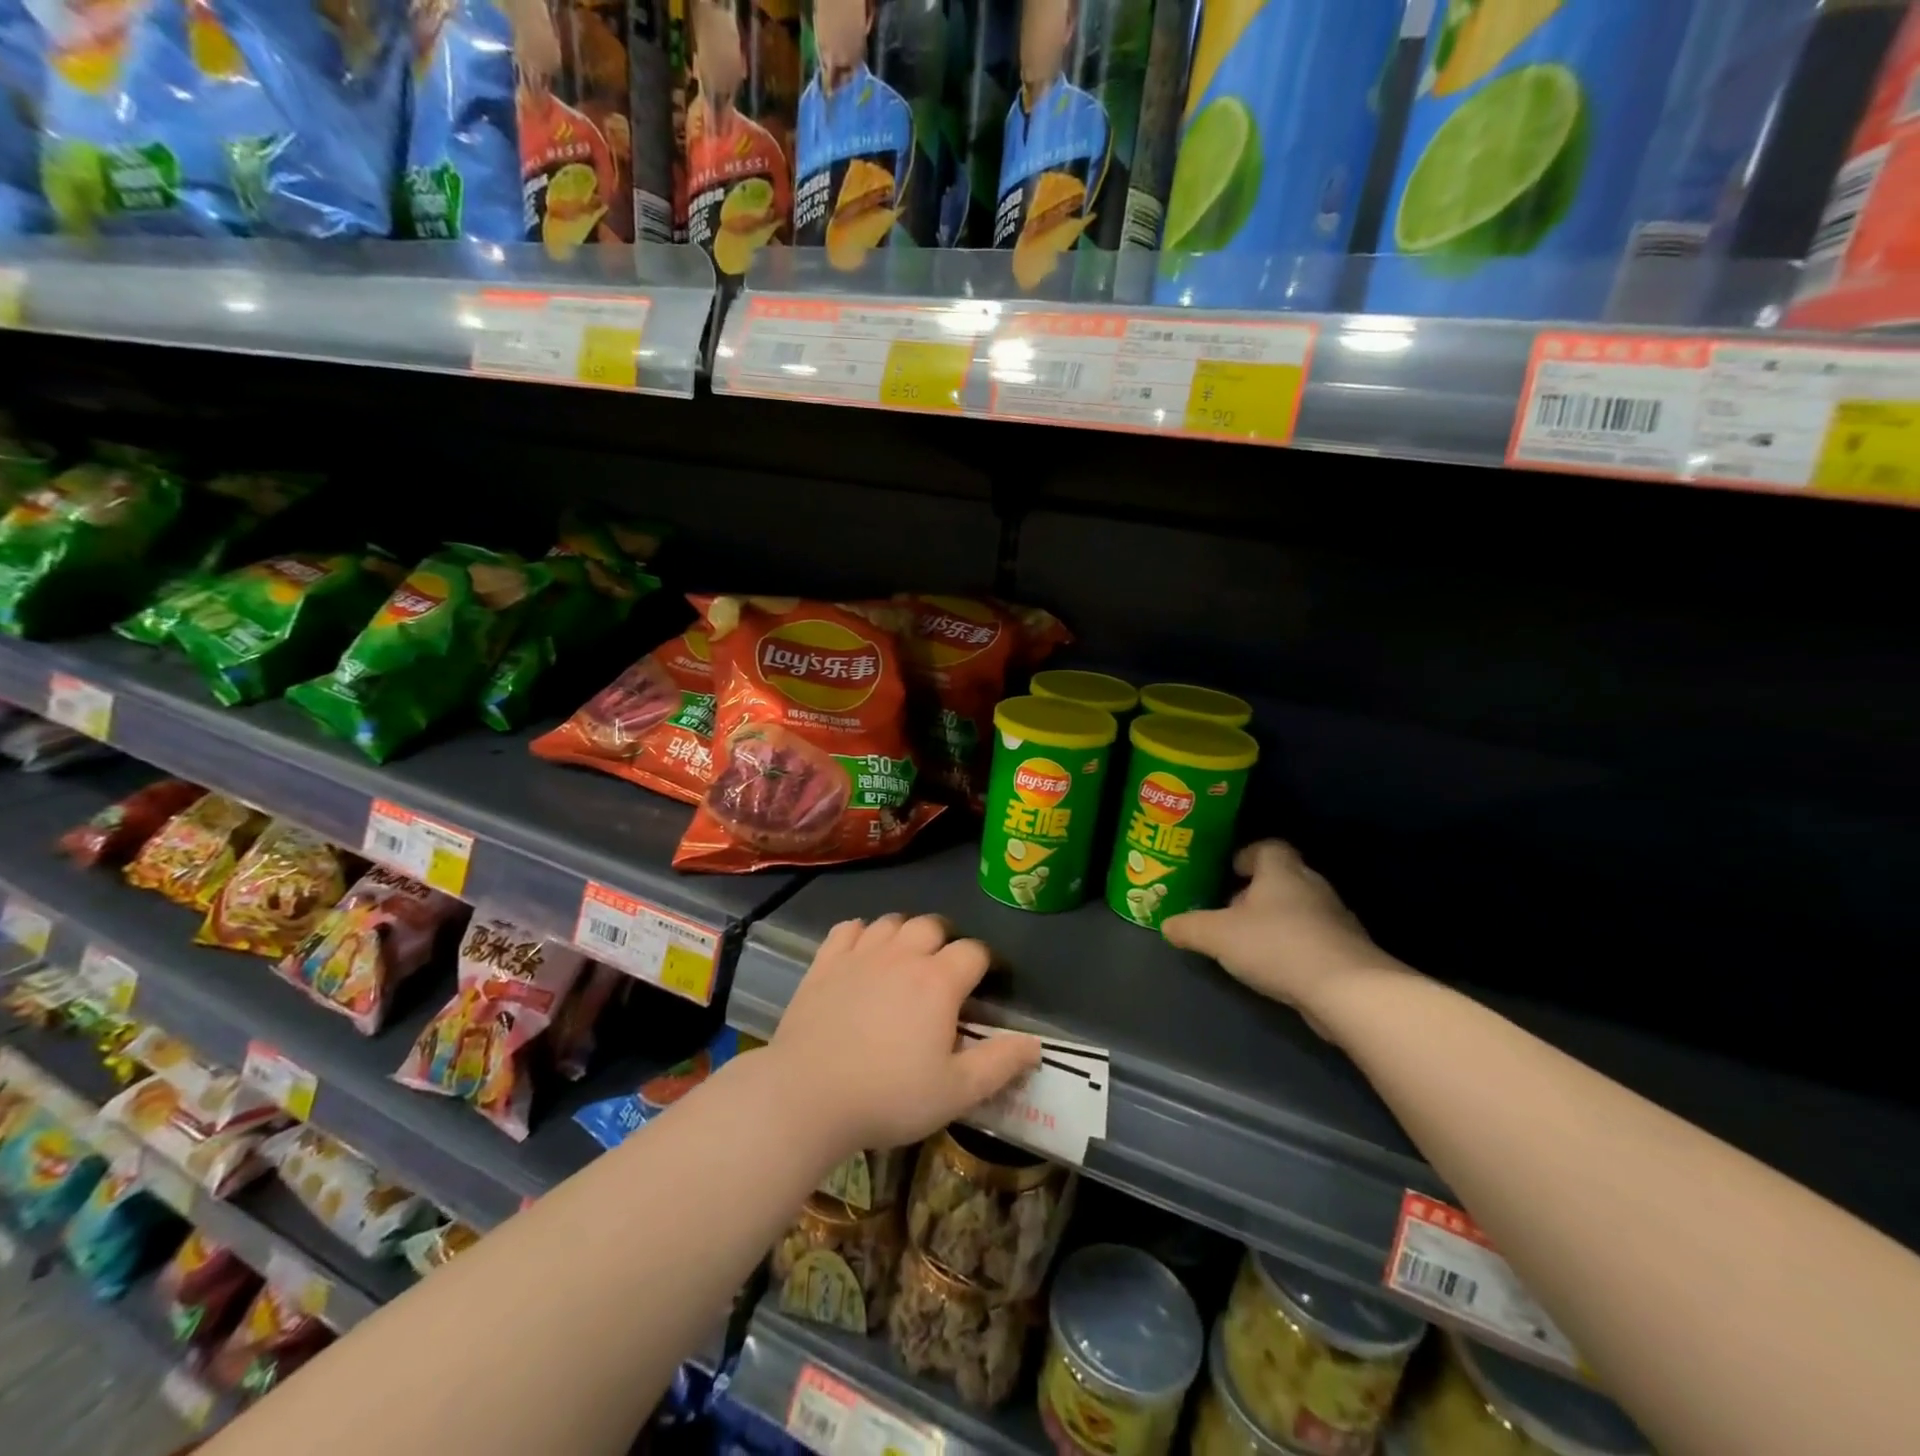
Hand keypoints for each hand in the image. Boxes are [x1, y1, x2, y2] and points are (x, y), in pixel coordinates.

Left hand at [772, 914, 1041, 1154]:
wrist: (807, 1096)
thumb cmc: (888, 1096)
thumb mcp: (956, 1092)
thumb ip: (999, 1064)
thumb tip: (1035, 1043)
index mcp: (938, 981)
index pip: (973, 952)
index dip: (984, 963)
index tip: (983, 984)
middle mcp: (902, 955)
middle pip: (932, 925)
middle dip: (945, 940)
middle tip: (944, 971)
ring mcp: (860, 954)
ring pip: (891, 921)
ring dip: (905, 933)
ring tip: (906, 959)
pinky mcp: (824, 963)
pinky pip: (849, 929)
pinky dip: (861, 933)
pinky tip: (862, 952)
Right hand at [1162, 841, 1393, 1031]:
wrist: (1346, 989)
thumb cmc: (1276, 945)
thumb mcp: (1217, 936)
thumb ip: (1189, 928)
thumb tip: (1167, 925)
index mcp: (1282, 872)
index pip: (1268, 847)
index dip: (1247, 855)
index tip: (1229, 871)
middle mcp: (1312, 886)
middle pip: (1283, 878)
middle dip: (1257, 891)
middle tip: (1231, 909)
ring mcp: (1335, 918)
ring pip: (1299, 908)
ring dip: (1277, 920)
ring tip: (1250, 941)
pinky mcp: (1347, 949)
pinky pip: (1314, 937)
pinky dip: (1295, 945)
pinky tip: (1277, 966)